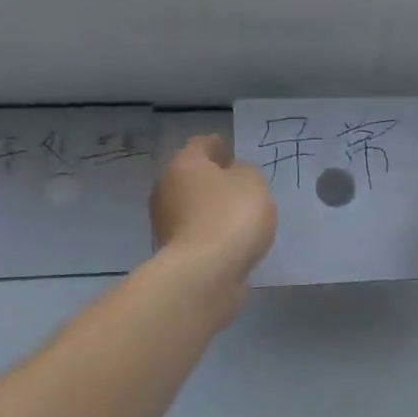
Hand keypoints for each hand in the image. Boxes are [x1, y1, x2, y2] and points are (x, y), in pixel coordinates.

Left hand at [150, 135, 275, 284]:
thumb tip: (233, 174)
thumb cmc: (231, 216)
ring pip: (191, 206)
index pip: (202, 144)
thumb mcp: (253, 183)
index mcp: (184, 163)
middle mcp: (166, 188)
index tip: (234, 154)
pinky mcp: (172, 251)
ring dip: (209, 208)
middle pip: (191, 176)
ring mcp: (164, 222)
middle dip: (212, 179)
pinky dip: (209, 233)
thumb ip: (246, 172)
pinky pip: (195, 232)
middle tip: (238, 186)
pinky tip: (228, 240)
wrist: (205, 272)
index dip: (220, 146)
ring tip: (237, 216)